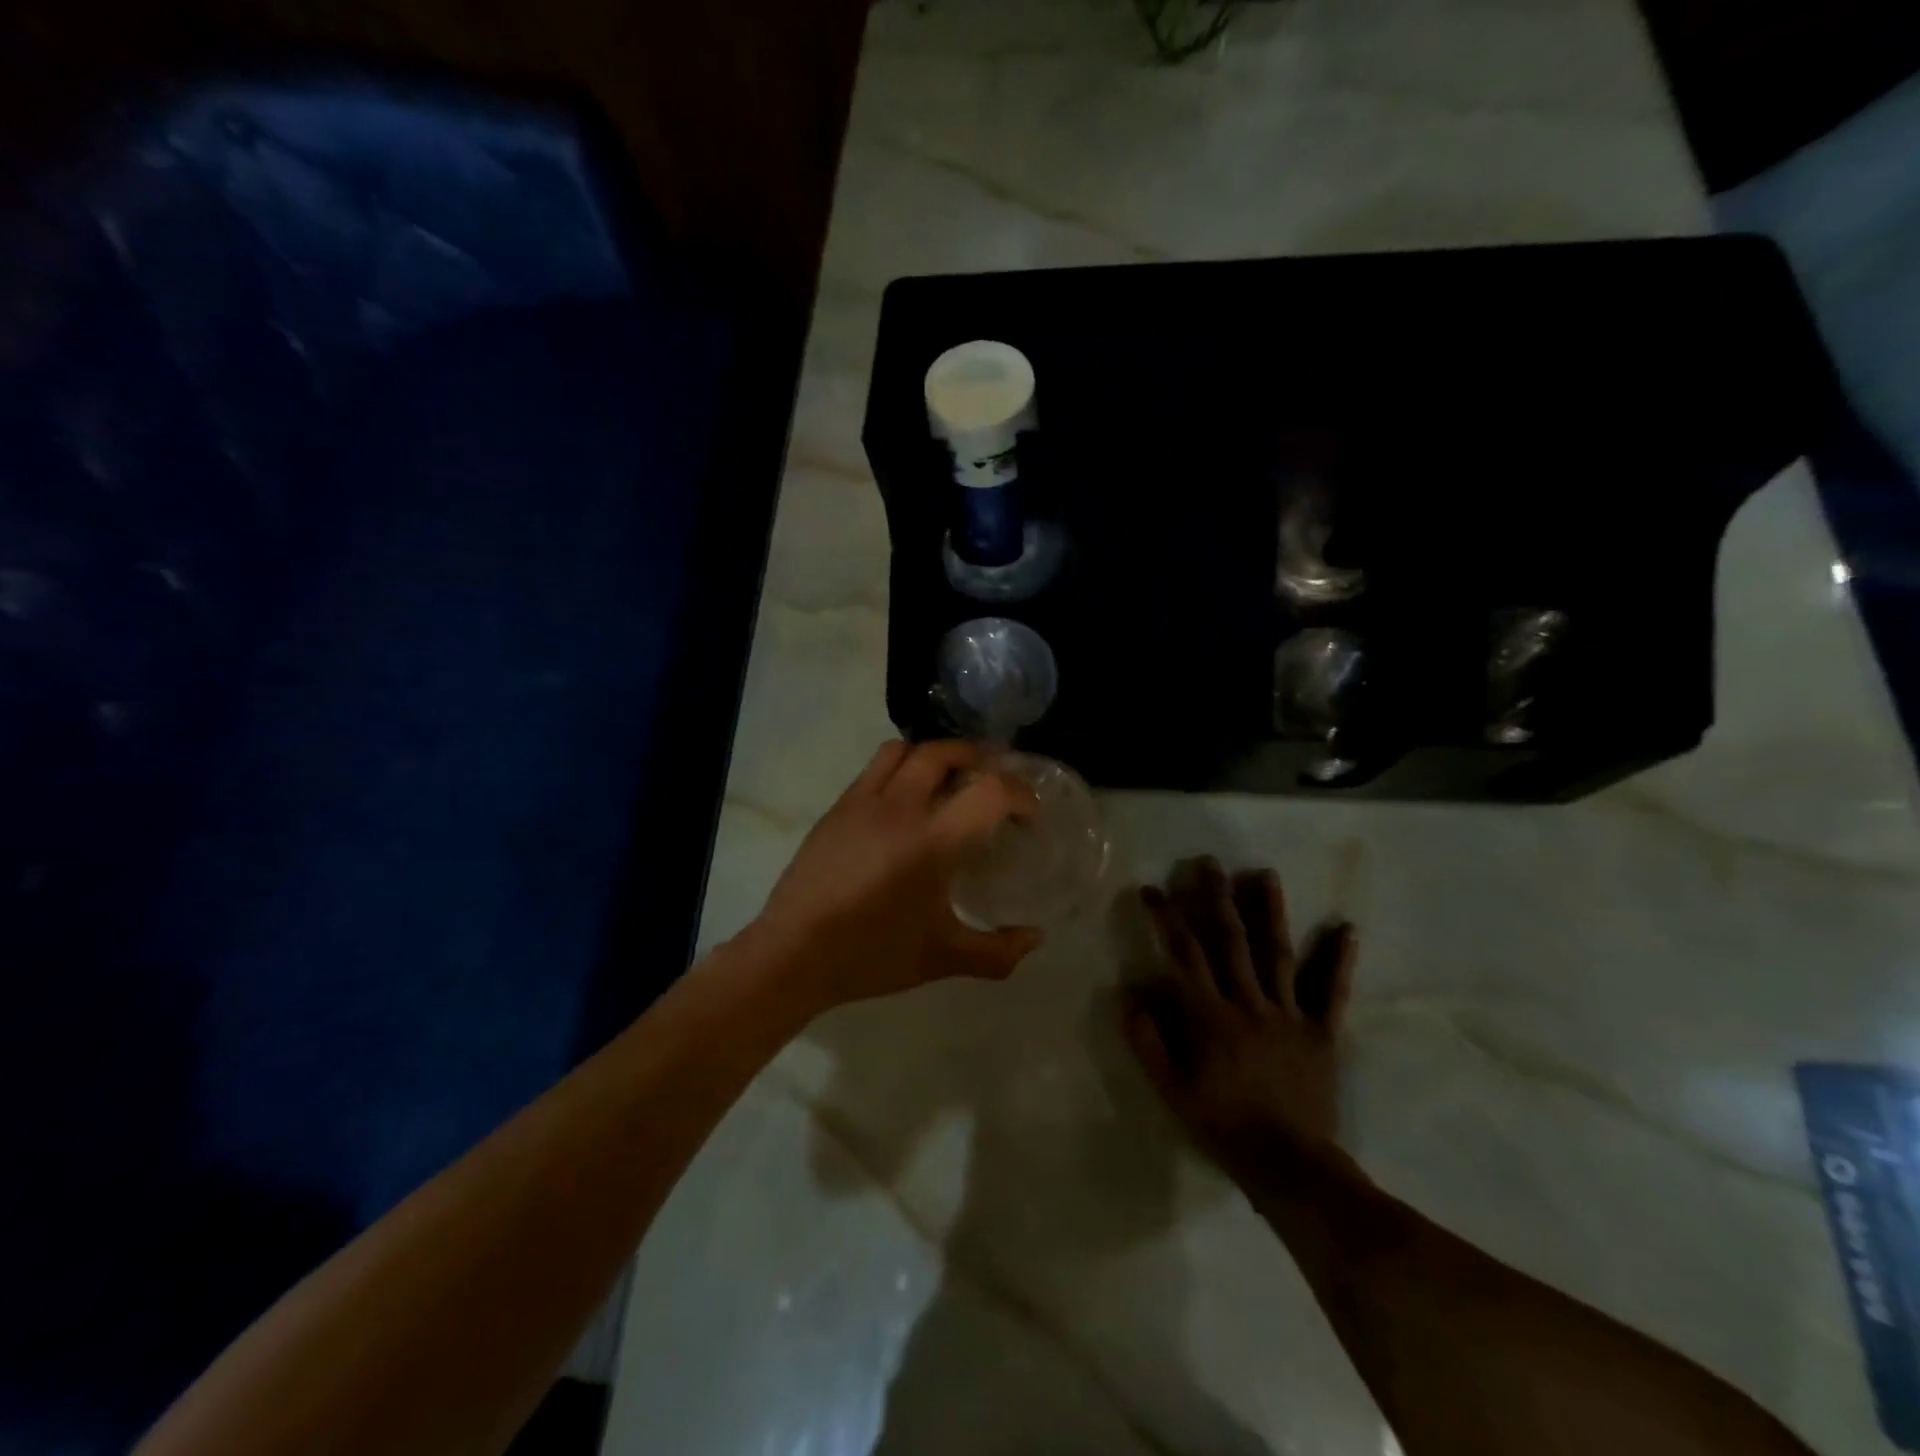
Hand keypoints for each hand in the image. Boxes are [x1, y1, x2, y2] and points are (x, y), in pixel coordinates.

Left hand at [740, 739, 1043, 1016]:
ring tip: (948, 778)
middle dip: (978, 757)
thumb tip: (1037, 938)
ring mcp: (862, 802)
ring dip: (935, 754)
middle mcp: (899, 808)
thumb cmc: (871, 956)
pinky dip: (900, 768)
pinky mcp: (837, 808)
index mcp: (932, 842)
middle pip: (945, 752)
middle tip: (993, 779)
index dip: (1019, 794)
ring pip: (904, 750)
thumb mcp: (942, 959)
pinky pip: (874, 768)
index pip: (989, 791)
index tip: (1027, 814)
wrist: (793, 954)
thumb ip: (997, 952)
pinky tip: (904, 800)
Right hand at [1126, 857, 1355, 1166]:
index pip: (1184, 955)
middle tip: (1208, 862)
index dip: (1166, 918)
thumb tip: (1129, 995)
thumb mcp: (1171, 1090)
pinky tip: (1347, 929)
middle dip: (1215, 898)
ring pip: (1277, 954)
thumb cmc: (1223, 1126)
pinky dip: (1339, 961)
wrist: (1290, 1166)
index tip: (1152, 888)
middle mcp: (1249, 1004)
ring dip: (1271, 912)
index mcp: (1211, 1016)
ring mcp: (1289, 1015)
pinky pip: (1330, 993)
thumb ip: (1148, 1042)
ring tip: (1265, 874)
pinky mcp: (1321, 1033)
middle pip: (1230, 941)